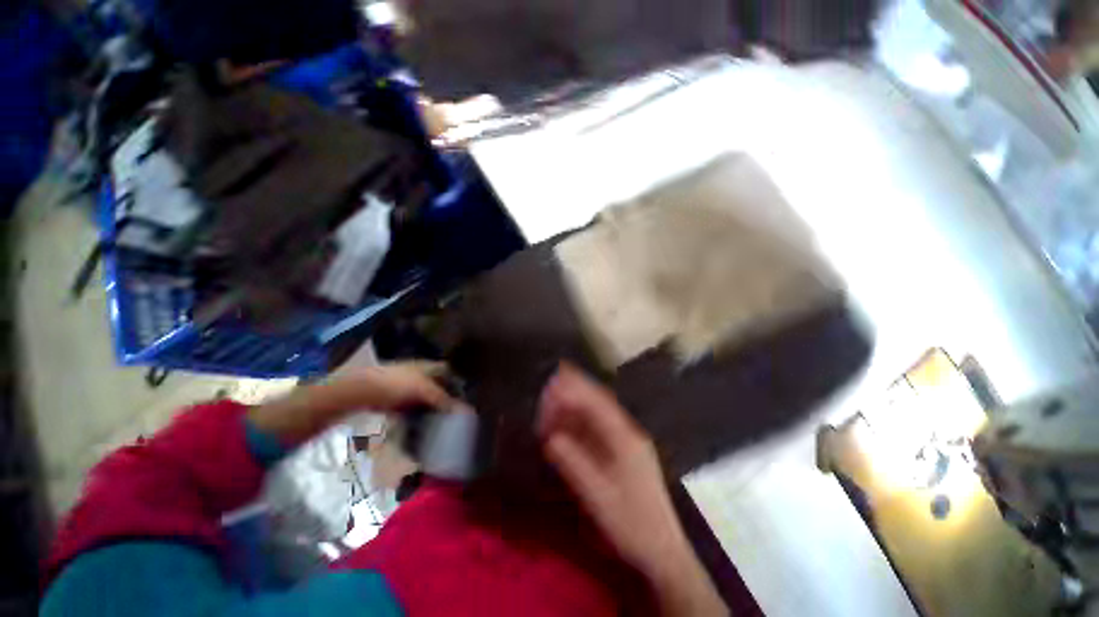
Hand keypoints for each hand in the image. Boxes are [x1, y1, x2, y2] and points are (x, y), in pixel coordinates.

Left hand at [250, 361, 455, 444]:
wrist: (360, 391)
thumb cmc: (396, 384)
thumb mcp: (424, 391)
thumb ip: (445, 400)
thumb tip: (467, 411)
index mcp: (428, 366)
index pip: (448, 371)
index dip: (457, 382)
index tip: (463, 398)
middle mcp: (418, 373)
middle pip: (437, 385)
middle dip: (445, 398)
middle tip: (453, 414)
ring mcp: (404, 386)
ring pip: (424, 398)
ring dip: (431, 409)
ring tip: (440, 424)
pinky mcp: (393, 399)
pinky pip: (411, 408)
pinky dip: (416, 416)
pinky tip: (420, 427)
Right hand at [537, 365, 726, 615]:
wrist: (662, 551)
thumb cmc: (632, 524)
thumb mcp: (600, 497)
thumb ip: (575, 464)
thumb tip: (550, 437)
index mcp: (625, 439)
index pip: (598, 404)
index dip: (576, 389)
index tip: (554, 381)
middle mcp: (626, 433)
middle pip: (598, 403)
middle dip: (574, 391)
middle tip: (550, 385)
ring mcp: (624, 442)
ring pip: (596, 415)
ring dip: (574, 406)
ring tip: (551, 402)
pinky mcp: (620, 452)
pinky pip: (597, 430)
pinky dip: (579, 423)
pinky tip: (565, 424)